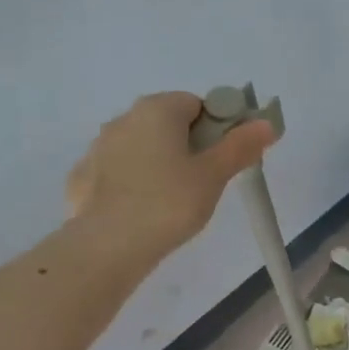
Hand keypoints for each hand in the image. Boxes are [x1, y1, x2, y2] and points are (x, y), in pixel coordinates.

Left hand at [65, 92, 274, 256]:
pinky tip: (143, 211)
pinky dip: (133, 183)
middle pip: (167, 123)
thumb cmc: (169, 203)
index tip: (224, 158)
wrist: (107, 245)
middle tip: (205, 181)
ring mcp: (98, 147)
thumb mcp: (214, 176)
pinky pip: (118, 171)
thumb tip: (266, 123)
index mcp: (157, 110)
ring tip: (174, 200)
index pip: (197, 104)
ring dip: (160, 163)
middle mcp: (123, 118)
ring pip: (141, 147)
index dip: (217, 128)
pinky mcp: (82, 177)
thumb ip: (240, 146)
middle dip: (189, 145)